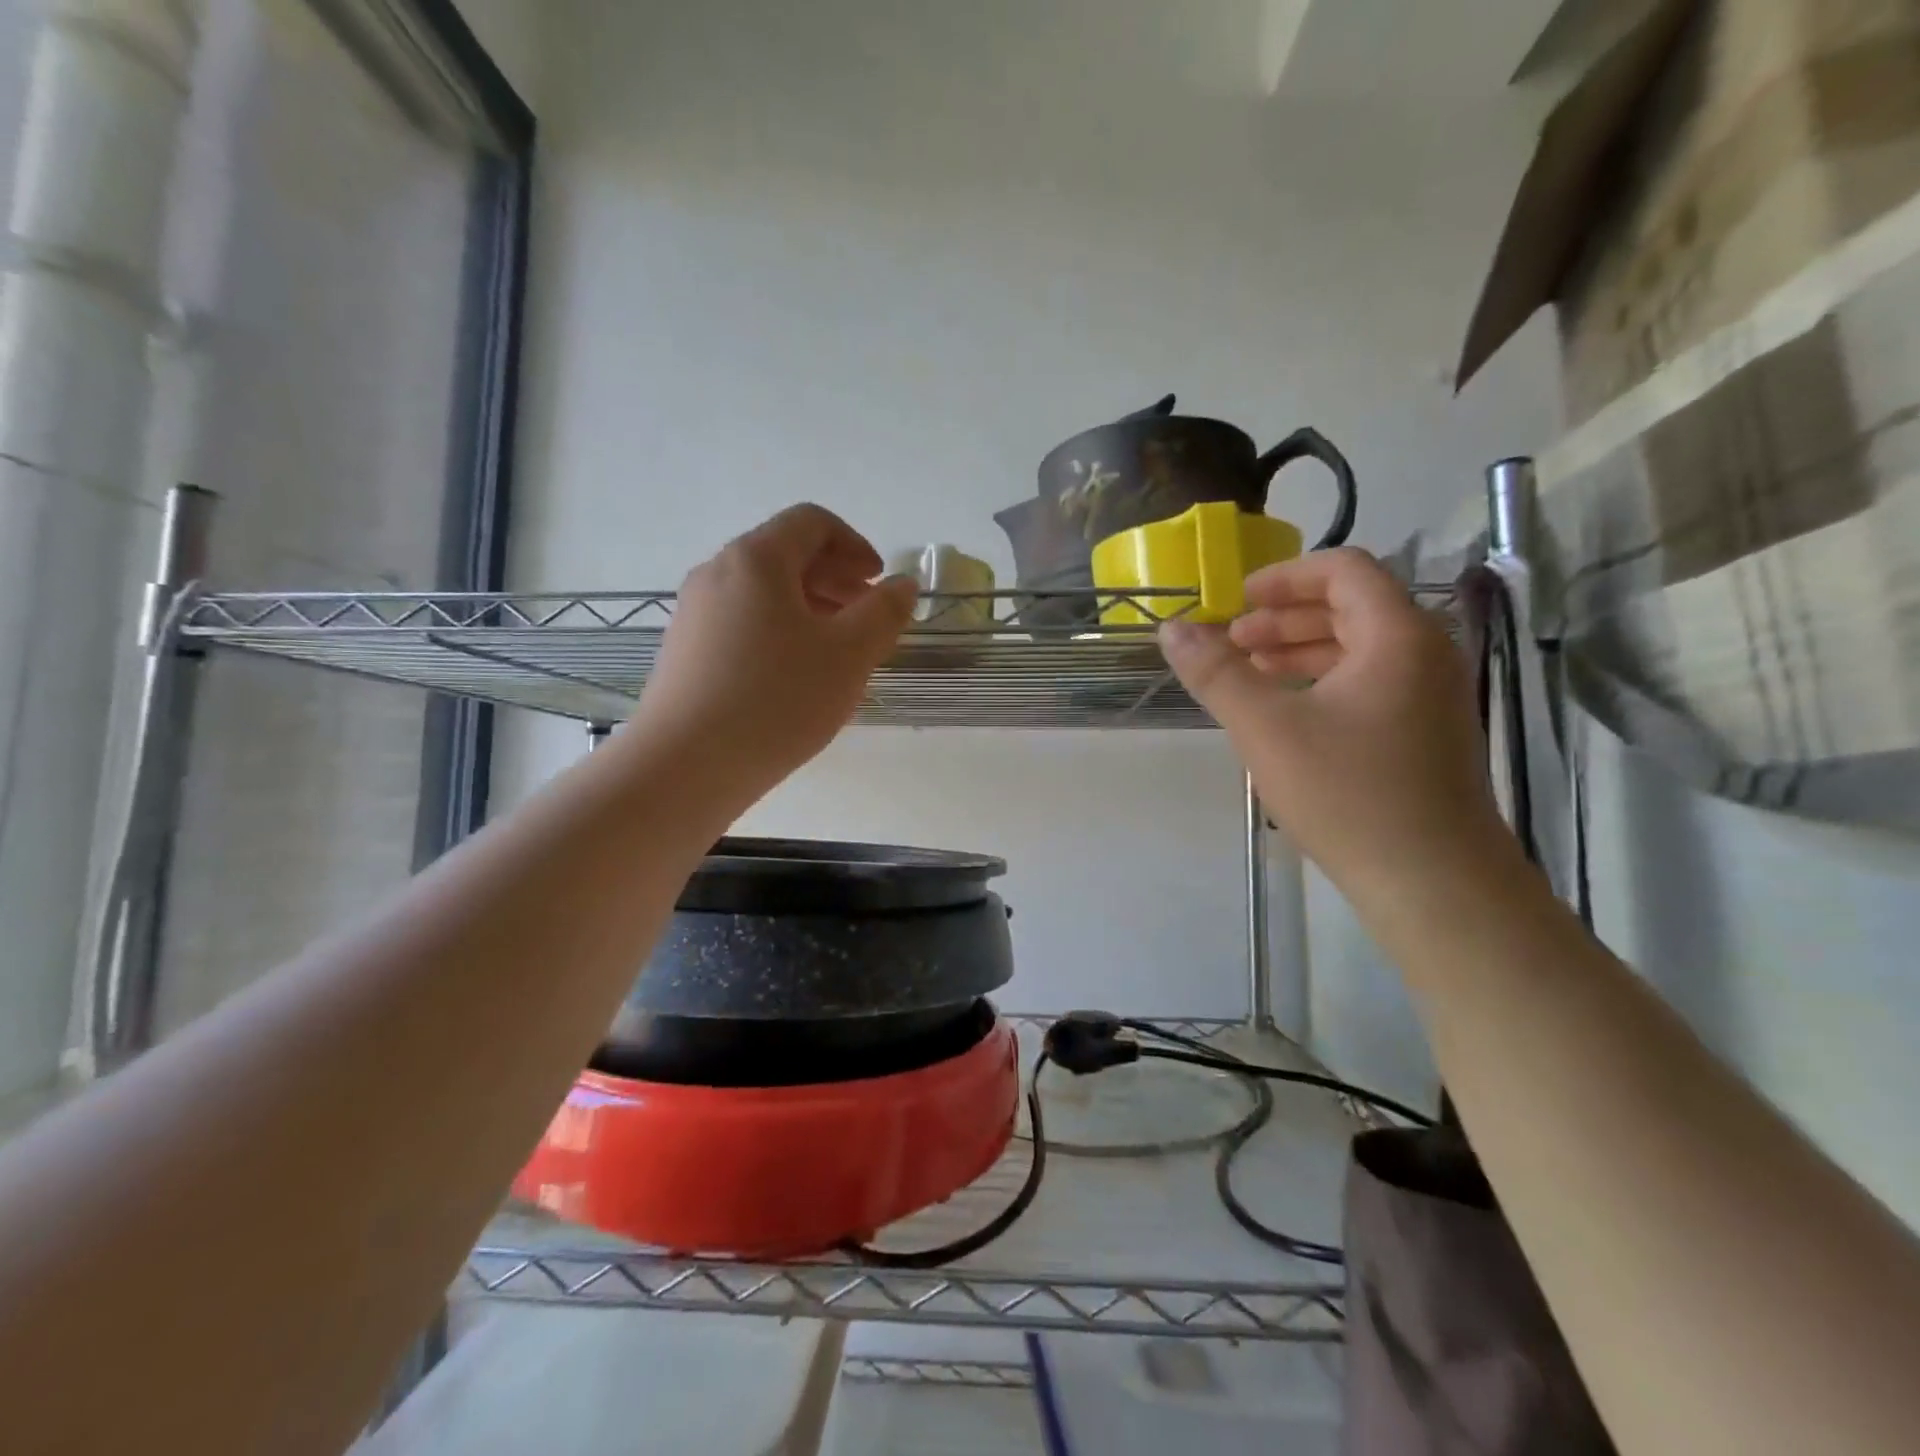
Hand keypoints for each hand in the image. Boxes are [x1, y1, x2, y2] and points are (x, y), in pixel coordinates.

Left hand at [633, 504, 916, 805]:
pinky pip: (742, 623)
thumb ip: (884, 613)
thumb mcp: (848, 655)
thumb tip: (902, 585)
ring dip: (809, 609)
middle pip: (785, 555)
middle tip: (866, 619)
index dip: (855, 545)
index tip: (878, 583)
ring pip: (763, 593)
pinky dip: (779, 633)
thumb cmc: (777, 700)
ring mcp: (694, 613)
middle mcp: (718, 573)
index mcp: (757, 559)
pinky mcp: (684, 652)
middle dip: (834, 579)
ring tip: (836, 653)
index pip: (812, 522)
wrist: (685, 766)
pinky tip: (795, 680)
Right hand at [1158, 549, 1511, 898]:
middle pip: (1352, 606)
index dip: (1284, 576)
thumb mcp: (1266, 728)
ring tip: (1251, 672)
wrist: (1433, 881)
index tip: (1236, 601)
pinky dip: (1325, 681)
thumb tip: (1171, 628)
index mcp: (1397, 636)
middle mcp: (1425, 653)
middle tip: (1232, 641)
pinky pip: (1372, 681)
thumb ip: (1216, 673)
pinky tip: (1288, 712)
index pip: (1343, 570)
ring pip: (1361, 647)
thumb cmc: (1348, 794)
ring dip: (1301, 649)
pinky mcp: (1428, 731)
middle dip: (1285, 617)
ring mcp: (1432, 695)